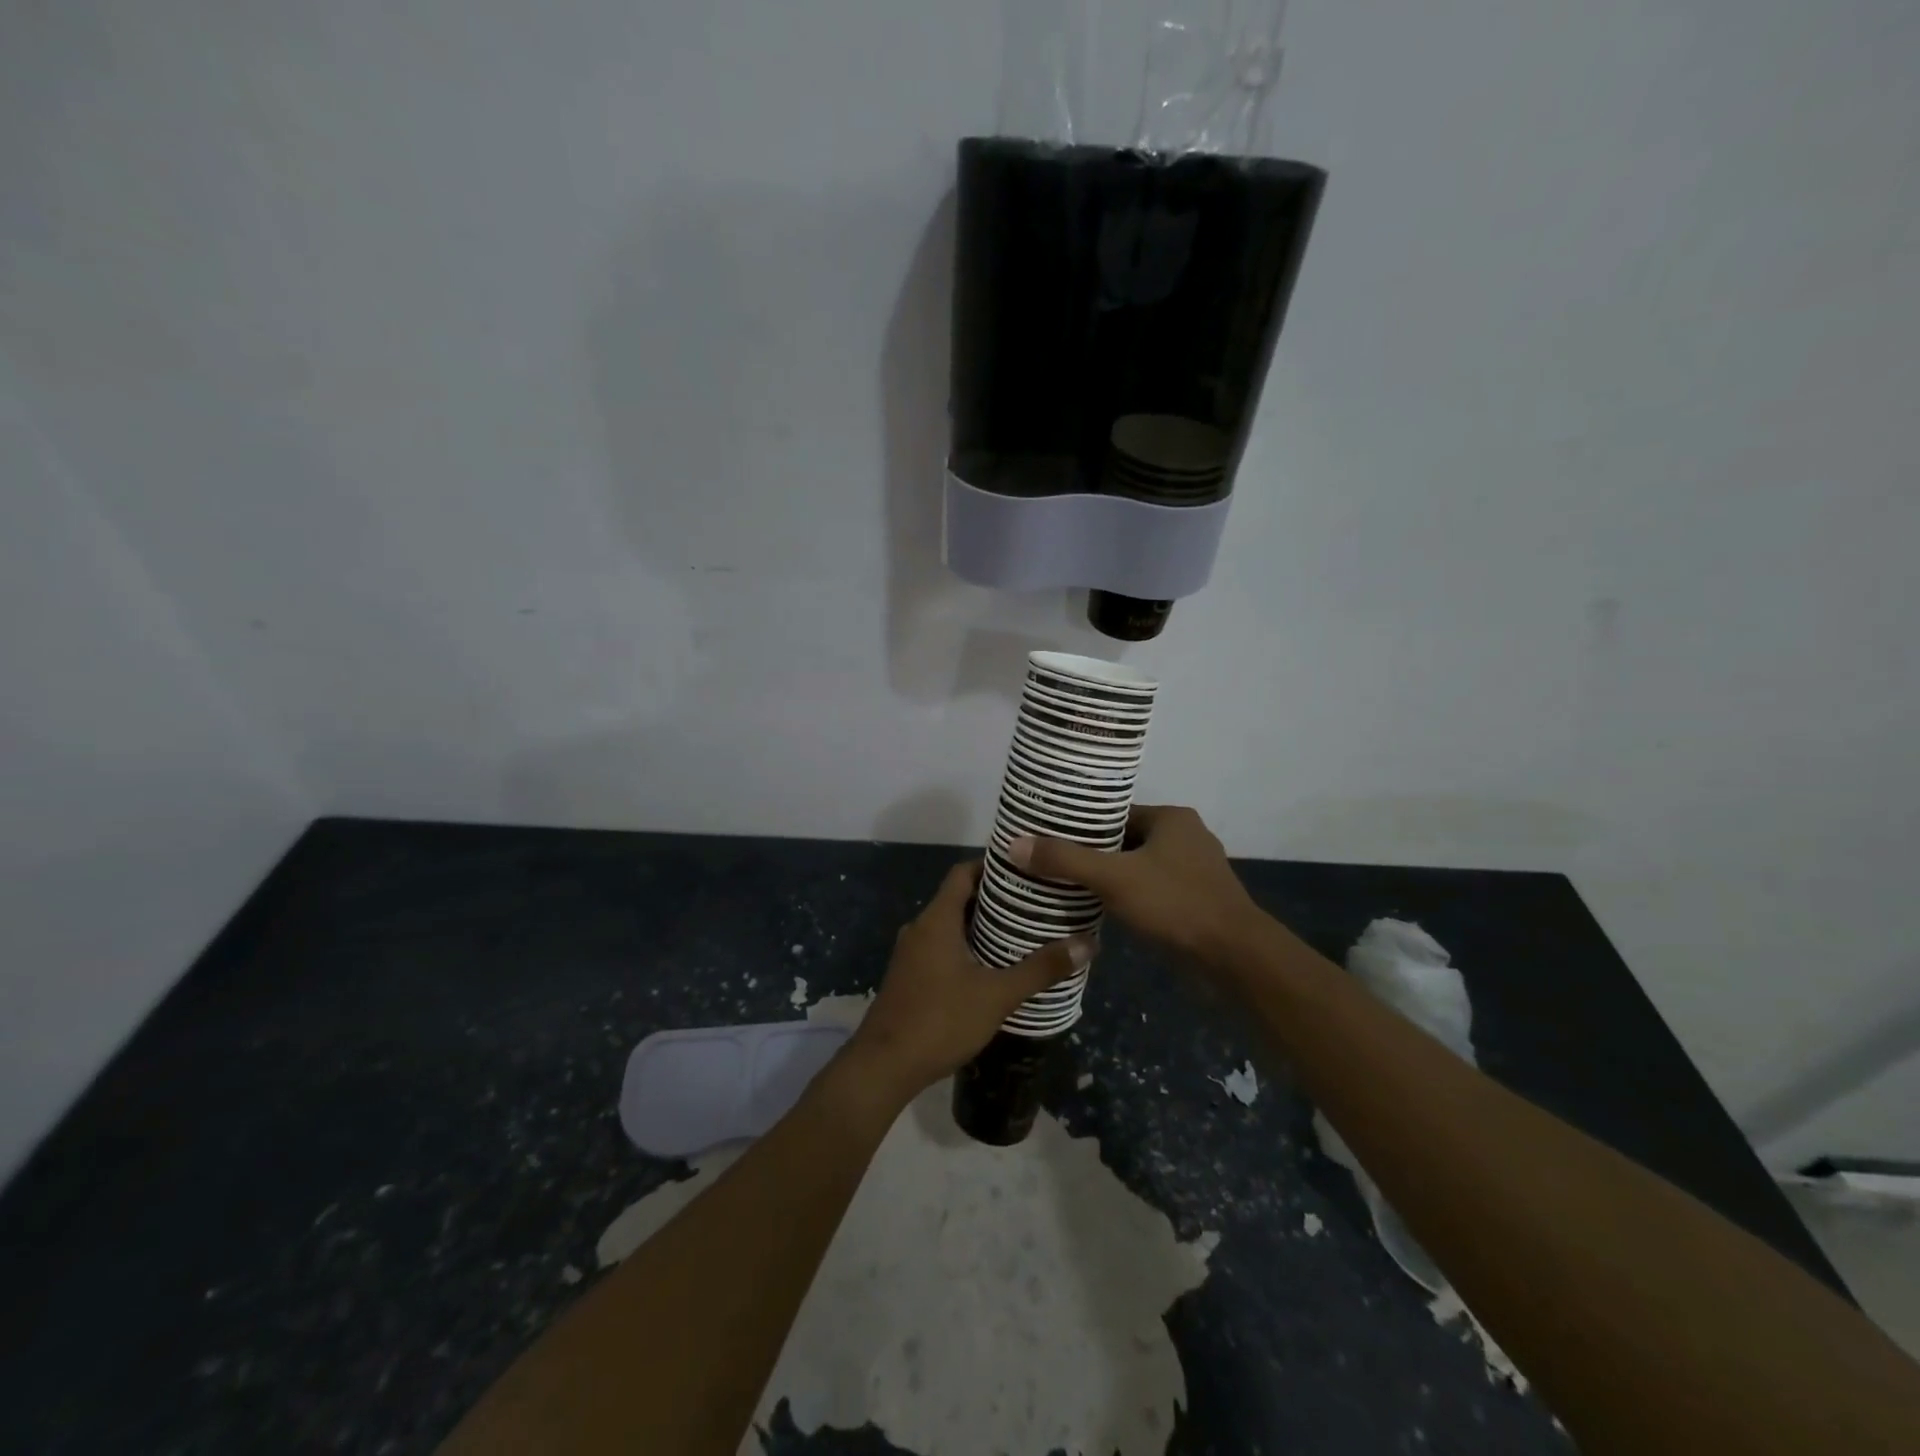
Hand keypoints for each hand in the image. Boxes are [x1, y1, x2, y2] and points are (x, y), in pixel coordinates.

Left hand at [845, 861, 1091, 1099]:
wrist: (883, 1067)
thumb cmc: (940, 1020)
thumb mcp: (997, 995)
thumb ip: (1040, 969)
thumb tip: (1087, 943)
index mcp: (937, 920)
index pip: (963, 873)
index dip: (991, 866)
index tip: (1024, 868)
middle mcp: (920, 928)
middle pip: (958, 898)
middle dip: (994, 898)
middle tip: (1033, 901)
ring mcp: (911, 953)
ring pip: (950, 925)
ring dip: (980, 924)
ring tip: (1020, 931)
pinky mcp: (909, 976)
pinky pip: (941, 946)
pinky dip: (966, 946)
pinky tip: (992, 965)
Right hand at [1007, 805, 1263, 967]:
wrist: (1235, 958)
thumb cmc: (1175, 904)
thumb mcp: (1113, 878)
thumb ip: (1065, 861)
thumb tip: (1014, 844)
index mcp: (1172, 819)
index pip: (1116, 813)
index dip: (1082, 825)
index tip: (1050, 837)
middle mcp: (1186, 838)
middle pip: (1125, 840)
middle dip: (1093, 854)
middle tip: (1053, 864)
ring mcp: (1195, 871)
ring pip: (1139, 867)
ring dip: (1111, 878)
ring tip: (1070, 887)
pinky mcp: (1197, 901)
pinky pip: (1153, 891)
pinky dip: (1130, 897)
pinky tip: (1104, 911)